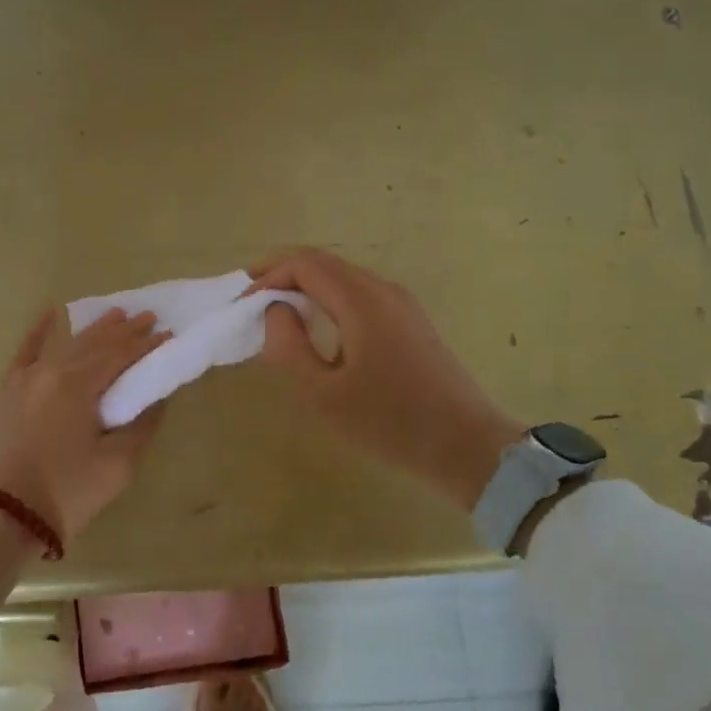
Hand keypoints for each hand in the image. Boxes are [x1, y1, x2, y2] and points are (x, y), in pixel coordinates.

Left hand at [0, 307, 170, 543]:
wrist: (3, 517)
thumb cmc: (67, 492)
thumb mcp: (118, 465)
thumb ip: (141, 425)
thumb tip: (155, 398)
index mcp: (78, 384)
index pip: (120, 355)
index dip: (146, 345)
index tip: (167, 334)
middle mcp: (52, 371)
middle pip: (95, 344)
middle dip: (125, 330)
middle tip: (149, 317)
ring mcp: (26, 378)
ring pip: (66, 344)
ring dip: (94, 329)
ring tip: (117, 314)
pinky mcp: (7, 391)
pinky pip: (25, 352)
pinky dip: (39, 331)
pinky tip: (51, 312)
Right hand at [249, 248, 523, 509]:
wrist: (468, 448)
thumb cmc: (390, 423)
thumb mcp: (324, 394)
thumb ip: (289, 347)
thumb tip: (275, 311)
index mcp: (361, 301)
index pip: (305, 264)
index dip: (268, 275)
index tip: (242, 303)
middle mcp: (383, 290)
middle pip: (324, 263)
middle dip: (283, 273)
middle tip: (252, 299)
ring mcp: (402, 304)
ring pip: (344, 277)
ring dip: (307, 286)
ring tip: (278, 311)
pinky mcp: (412, 322)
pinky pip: (361, 294)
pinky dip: (329, 298)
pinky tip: (318, 326)